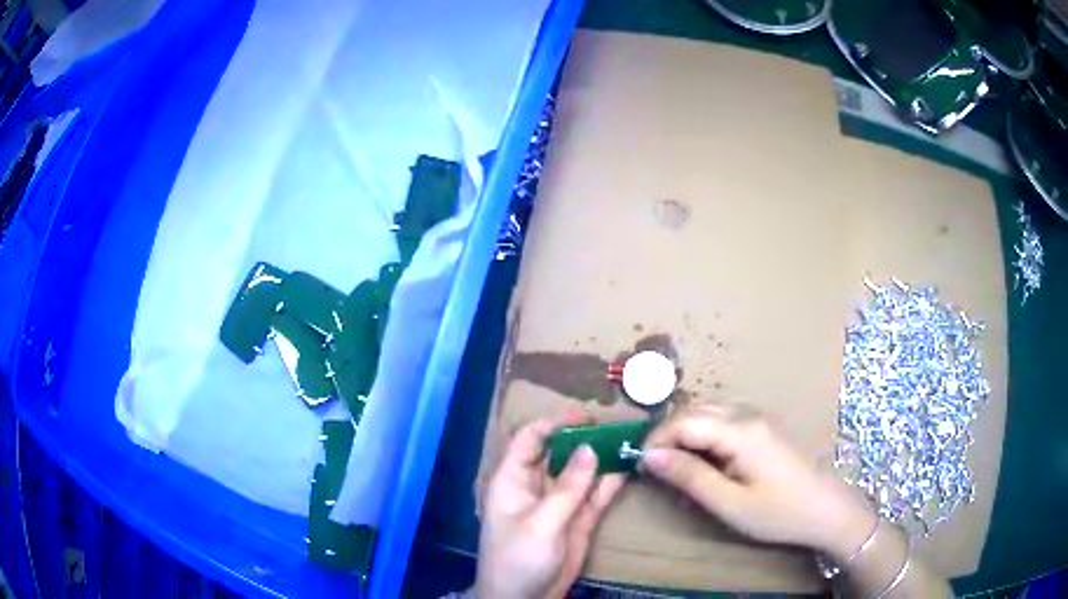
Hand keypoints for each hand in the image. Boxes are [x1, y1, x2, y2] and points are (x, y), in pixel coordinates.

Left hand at [474, 412, 625, 598]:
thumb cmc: (518, 559)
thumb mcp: (541, 523)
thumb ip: (568, 488)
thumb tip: (590, 448)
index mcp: (513, 480)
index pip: (531, 439)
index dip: (555, 423)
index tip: (587, 416)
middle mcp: (537, 486)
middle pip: (561, 452)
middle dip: (586, 438)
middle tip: (618, 426)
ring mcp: (560, 503)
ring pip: (582, 472)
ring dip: (604, 458)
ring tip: (632, 440)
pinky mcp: (578, 520)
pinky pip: (596, 495)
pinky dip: (612, 482)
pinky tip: (631, 467)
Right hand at [640, 402, 875, 559]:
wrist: (827, 509)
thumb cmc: (779, 512)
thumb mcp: (730, 503)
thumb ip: (690, 477)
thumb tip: (650, 456)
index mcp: (740, 431)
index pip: (684, 422)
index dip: (656, 440)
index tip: (639, 464)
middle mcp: (748, 414)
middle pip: (694, 410)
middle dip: (666, 433)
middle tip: (651, 465)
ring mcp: (759, 417)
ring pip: (708, 411)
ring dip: (684, 431)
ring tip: (672, 463)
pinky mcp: (765, 426)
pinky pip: (724, 419)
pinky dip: (703, 432)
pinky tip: (702, 456)